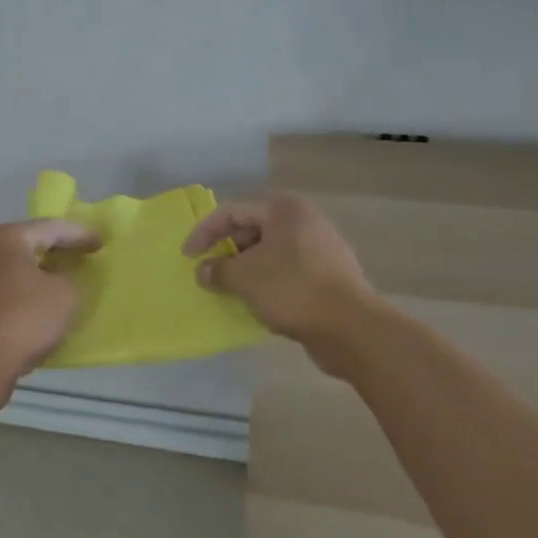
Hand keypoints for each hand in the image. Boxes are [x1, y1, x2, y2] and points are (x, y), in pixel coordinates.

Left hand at [0, 219, 101, 401]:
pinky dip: (23, 294)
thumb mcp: (65, 295)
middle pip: (27, 244)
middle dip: (56, 251)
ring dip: (38, 275)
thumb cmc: (22, 320)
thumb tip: (58, 279)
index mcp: (6, 238)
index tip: (101, 242)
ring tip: (62, 283)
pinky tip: (37, 308)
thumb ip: (70, 278)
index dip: (80, 234)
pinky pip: (3, 292)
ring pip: (13, 270)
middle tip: (82, 257)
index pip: (51, 227)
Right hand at [184, 193, 375, 356]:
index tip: (187, 256)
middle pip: (252, 229)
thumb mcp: (243, 277)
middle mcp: (305, 221)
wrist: (351, 327)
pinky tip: (256, 302)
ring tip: (228, 289)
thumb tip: (204, 271)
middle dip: (226, 251)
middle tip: (208, 272)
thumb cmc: (291, 289)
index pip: (232, 211)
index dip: (204, 232)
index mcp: (284, 209)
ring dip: (245, 269)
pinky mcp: (329, 276)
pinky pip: (287, 272)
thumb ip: (217, 270)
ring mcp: (321, 249)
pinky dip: (267, 282)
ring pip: (270, 253)